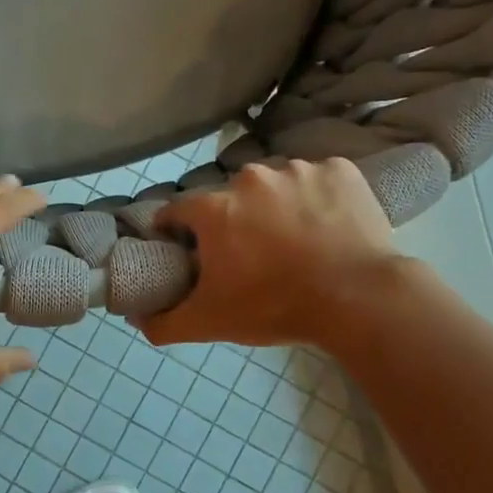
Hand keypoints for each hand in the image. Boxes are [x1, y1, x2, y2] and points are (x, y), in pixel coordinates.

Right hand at [140, 159, 400, 348]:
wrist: (358, 299)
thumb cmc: (275, 307)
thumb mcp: (210, 323)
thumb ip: (164, 321)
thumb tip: (135, 318)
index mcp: (215, 209)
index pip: (178, 211)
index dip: (178, 232)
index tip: (191, 252)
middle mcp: (250, 178)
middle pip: (229, 198)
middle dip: (233, 221)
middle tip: (252, 255)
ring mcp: (298, 169)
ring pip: (275, 185)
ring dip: (276, 206)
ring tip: (295, 241)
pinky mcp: (340, 170)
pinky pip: (317, 179)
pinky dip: (318, 197)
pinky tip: (327, 226)